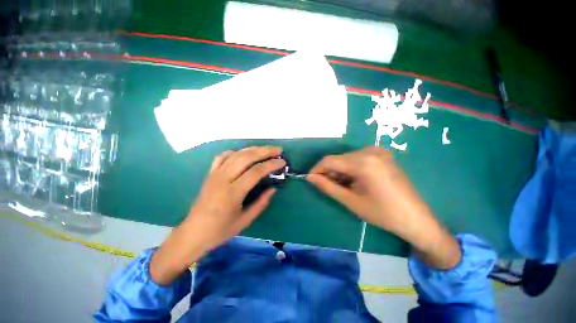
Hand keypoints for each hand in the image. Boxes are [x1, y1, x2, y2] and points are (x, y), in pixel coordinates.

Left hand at [150, 147, 284, 284]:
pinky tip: (244, 154)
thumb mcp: (245, 220)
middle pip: (246, 158)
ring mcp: (215, 174)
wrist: (193, 233)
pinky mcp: (210, 174)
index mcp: (232, 193)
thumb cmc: (220, 230)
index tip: (282, 162)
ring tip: (266, 149)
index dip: (271, 165)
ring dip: (253, 149)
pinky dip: (235, 152)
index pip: (255, 172)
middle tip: (278, 150)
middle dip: (264, 151)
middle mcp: (223, 179)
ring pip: (236, 154)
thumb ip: (261, 203)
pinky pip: (223, 157)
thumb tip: (274, 188)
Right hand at [307, 147, 460, 268]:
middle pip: (339, 158)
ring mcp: (378, 152)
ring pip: (347, 158)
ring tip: (340, 186)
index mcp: (363, 162)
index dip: (317, 169)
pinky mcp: (383, 156)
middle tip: (326, 186)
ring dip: (339, 171)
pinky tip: (352, 181)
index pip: (330, 160)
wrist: (417, 219)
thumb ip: (328, 187)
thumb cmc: (382, 213)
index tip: (310, 179)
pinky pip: (358, 159)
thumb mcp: (351, 201)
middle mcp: (370, 151)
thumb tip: (310, 177)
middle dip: (328, 171)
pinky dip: (350, 169)